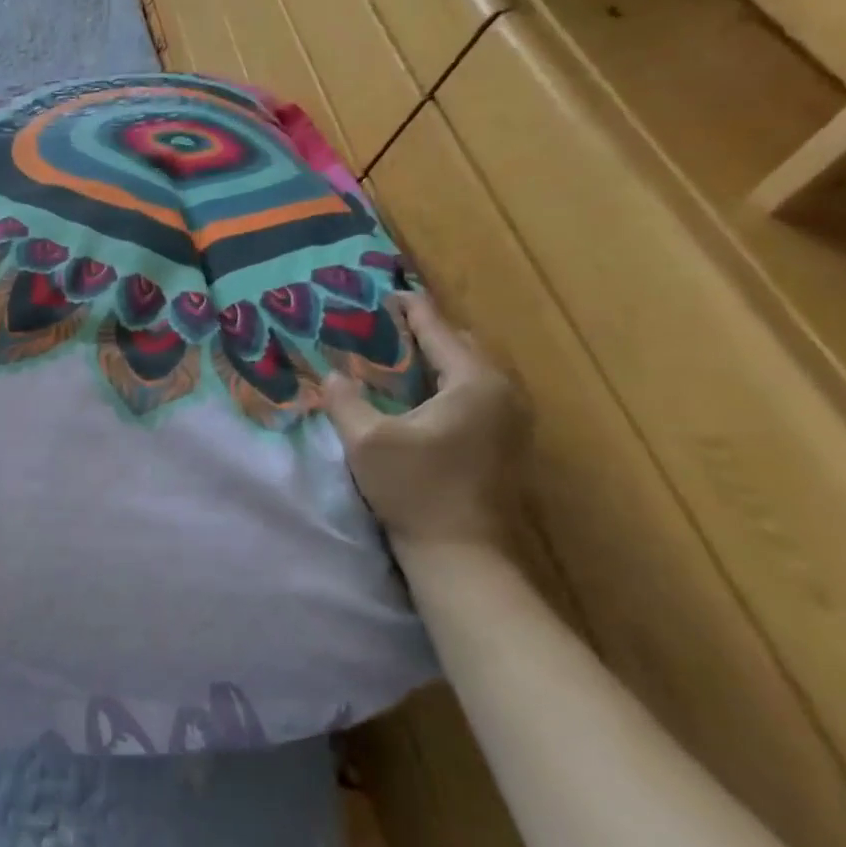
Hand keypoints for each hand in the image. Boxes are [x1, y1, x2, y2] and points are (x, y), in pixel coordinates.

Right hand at [321, 292, 526, 554]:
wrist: (461, 553)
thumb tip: (332, 376)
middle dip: (430, 332)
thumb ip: (345, 400)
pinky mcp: (508, 443)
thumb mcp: (366, 440)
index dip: (413, 310)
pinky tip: (424, 395)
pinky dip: (451, 384)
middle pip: (466, 346)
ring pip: (475, 372)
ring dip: (442, 359)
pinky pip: (480, 394)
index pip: (441, 331)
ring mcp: (513, 420)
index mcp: (475, 383)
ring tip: (403, 356)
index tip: (391, 292)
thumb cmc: (415, 489)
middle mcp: (503, 393)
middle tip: (389, 327)